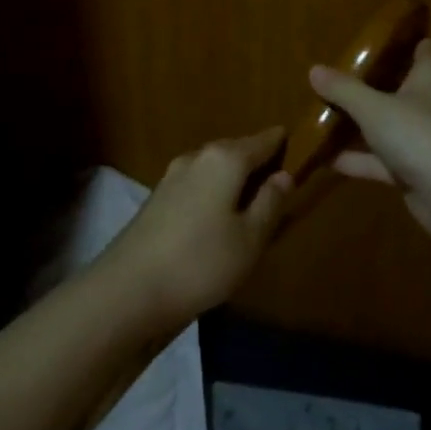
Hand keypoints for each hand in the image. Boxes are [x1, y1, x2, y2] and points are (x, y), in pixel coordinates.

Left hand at [97, 127, 293, 329]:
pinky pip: (197, 183)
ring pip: (214, 167)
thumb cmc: (201, 262)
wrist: (128, 289)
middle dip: (258, 161)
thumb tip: (284, 175)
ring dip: (234, 178)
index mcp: (225, 159)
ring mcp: (172, 176)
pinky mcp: (157, 198)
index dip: (283, 143)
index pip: (263, 140)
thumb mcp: (250, 238)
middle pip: (236, 149)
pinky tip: (219, 217)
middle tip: (280, 182)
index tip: (301, 150)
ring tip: (252, 202)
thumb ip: (270, 202)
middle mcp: (197, 157)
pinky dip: (214, 191)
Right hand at [310, 41, 430, 238]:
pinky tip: (325, 159)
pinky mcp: (415, 172)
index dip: (401, 41)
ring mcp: (424, 140)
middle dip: (370, 84)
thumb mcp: (373, 107)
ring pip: (387, 126)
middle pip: (399, 88)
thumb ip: (344, 89)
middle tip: (336, 77)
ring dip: (359, 125)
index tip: (373, 37)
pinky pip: (381, 160)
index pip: (421, 49)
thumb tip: (314, 70)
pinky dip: (357, 159)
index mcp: (430, 77)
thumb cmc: (419, 133)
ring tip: (321, 116)